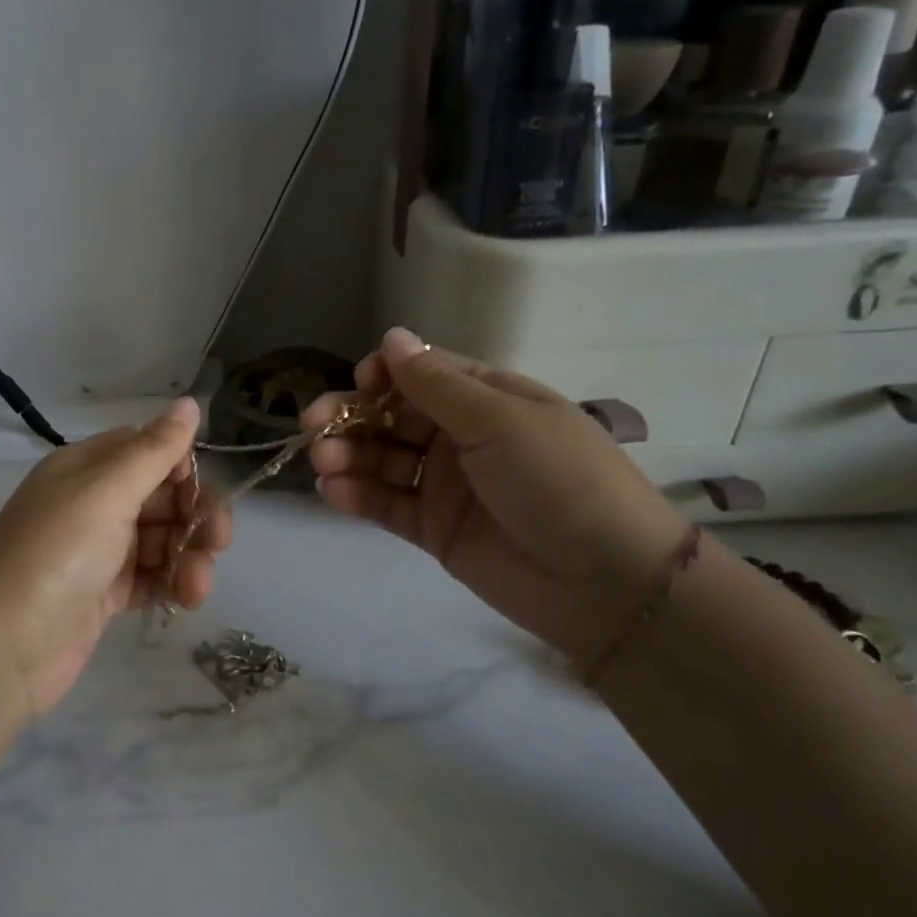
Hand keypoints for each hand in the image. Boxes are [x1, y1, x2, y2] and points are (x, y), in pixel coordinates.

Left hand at [0, 398, 231, 716]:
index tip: (200, 492)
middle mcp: (92, 503)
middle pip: (161, 497)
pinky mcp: (104, 593)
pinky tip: (184, 600)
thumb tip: (190, 401)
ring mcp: (98, 551)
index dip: (181, 467)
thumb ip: (155, 449)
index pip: (146, 450)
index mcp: (86, 468)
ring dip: (188, 557)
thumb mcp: (107, 491)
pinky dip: (171, 584)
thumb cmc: (56, 553)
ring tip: (195, 587)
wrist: (3, 647)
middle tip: (217, 543)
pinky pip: (151, 577)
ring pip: (162, 540)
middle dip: (195, 517)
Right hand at [304, 329, 689, 671]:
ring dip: (348, 456)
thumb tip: (391, 336)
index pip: (422, 373)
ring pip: (382, 460)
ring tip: (323, 464)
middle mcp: (460, 436)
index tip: (358, 383)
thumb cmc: (558, 479)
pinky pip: (386, 504)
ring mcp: (444, 484)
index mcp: (486, 398)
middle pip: (392, 416)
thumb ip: (437, 384)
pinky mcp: (432, 528)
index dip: (384, 375)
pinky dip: (357, 496)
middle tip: (314, 427)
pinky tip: (332, 493)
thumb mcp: (499, 420)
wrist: (603, 580)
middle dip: (351, 417)